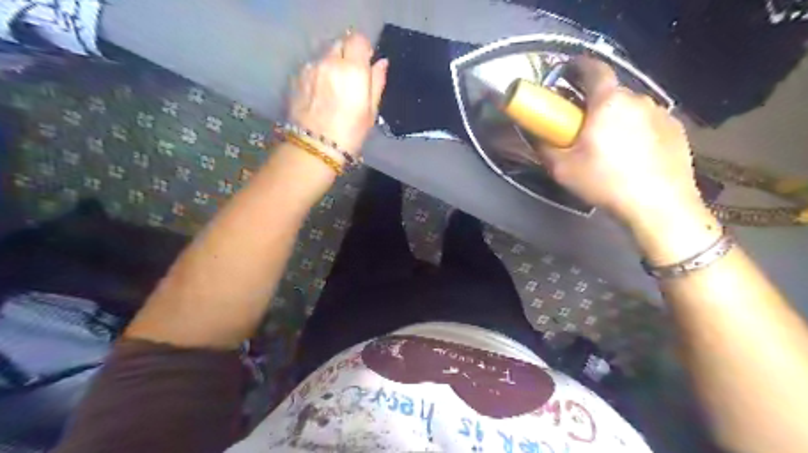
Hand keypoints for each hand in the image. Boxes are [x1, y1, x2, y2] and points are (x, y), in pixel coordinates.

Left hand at [288, 29, 389, 156]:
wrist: (314, 147)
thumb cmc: (349, 133)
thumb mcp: (371, 111)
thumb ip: (377, 82)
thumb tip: (381, 62)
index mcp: (352, 68)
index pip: (358, 39)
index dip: (363, 49)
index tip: (365, 64)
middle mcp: (329, 61)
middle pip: (340, 43)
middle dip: (347, 54)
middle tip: (350, 77)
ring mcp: (310, 68)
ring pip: (324, 55)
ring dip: (331, 64)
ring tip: (333, 88)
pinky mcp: (296, 78)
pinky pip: (311, 67)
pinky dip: (318, 74)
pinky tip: (319, 94)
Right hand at [538, 56, 704, 224]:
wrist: (658, 207)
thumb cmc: (605, 182)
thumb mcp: (562, 168)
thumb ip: (543, 145)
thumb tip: (532, 130)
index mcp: (608, 102)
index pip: (593, 69)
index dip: (577, 67)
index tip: (566, 75)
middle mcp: (638, 99)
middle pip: (610, 92)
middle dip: (594, 103)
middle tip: (582, 126)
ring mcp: (662, 113)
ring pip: (630, 108)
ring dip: (616, 118)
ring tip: (608, 146)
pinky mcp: (677, 130)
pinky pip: (648, 122)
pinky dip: (636, 130)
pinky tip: (632, 156)